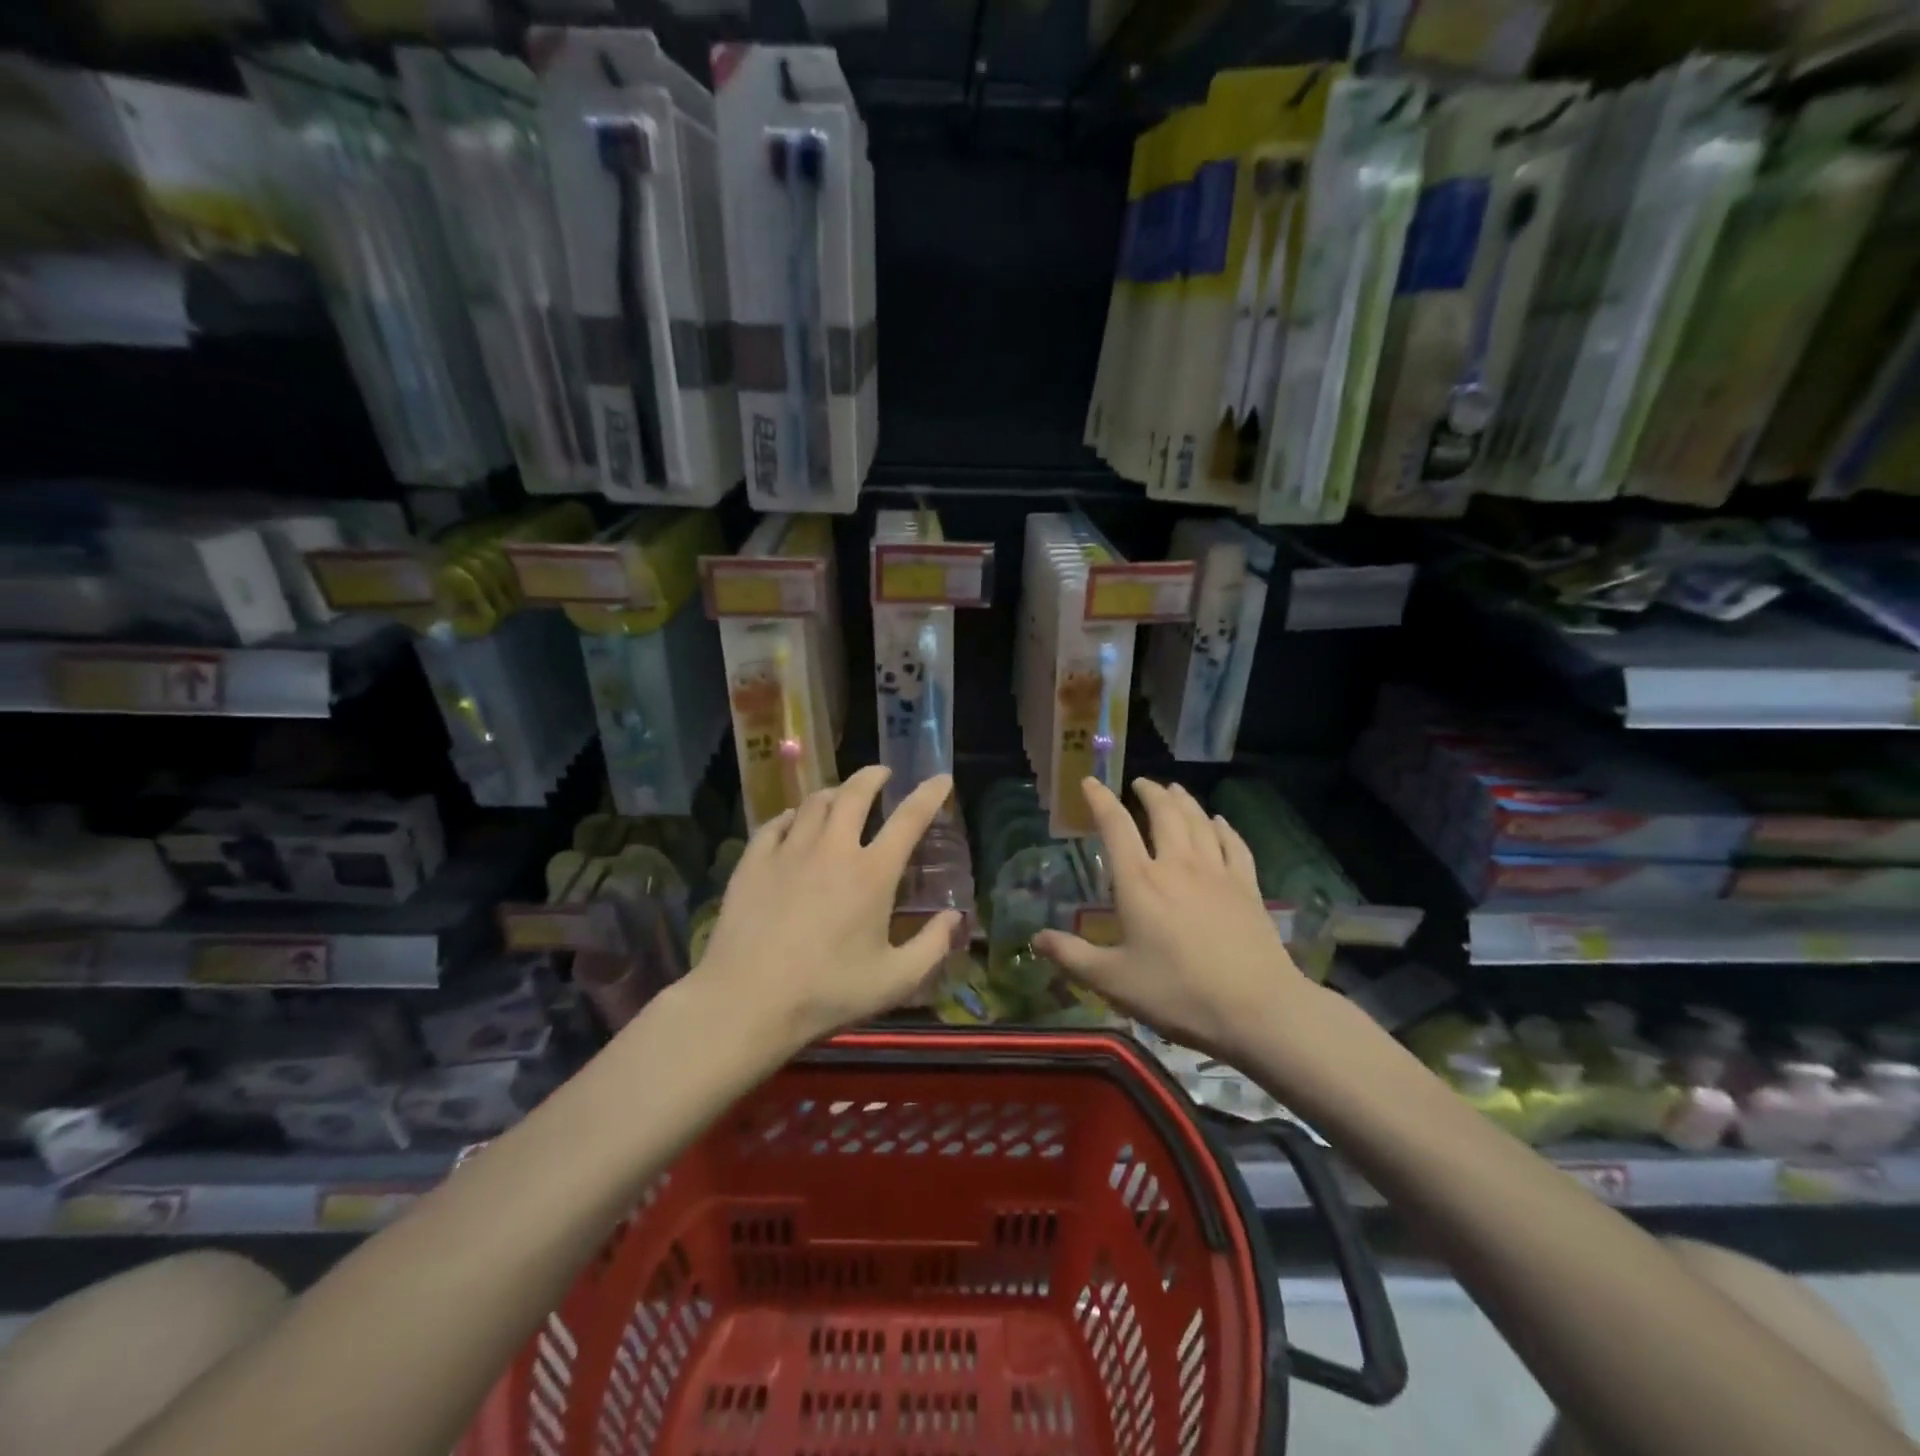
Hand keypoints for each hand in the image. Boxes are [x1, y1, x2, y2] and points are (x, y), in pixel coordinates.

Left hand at [693, 765, 961, 1052]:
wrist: (747, 1001)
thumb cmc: (827, 992)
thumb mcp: (895, 981)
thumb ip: (932, 946)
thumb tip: (955, 917)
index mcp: (872, 872)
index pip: (909, 818)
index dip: (929, 794)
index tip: (940, 778)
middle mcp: (833, 848)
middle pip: (855, 793)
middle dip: (873, 776)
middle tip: (882, 774)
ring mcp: (789, 850)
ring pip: (815, 802)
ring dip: (834, 792)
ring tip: (841, 796)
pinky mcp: (754, 860)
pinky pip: (777, 823)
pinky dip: (793, 816)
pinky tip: (794, 822)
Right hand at [1036, 777, 1322, 1061]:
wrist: (1257, 1009)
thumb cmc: (1178, 993)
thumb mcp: (1113, 981)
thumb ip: (1072, 956)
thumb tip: (1036, 938)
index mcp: (1140, 882)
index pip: (1115, 827)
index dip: (1100, 800)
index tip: (1090, 781)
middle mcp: (1177, 865)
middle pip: (1164, 813)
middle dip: (1150, 792)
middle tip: (1140, 783)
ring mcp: (1217, 872)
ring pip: (1199, 821)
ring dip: (1184, 801)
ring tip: (1174, 789)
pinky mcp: (1247, 887)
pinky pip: (1234, 844)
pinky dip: (1223, 827)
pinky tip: (1218, 821)